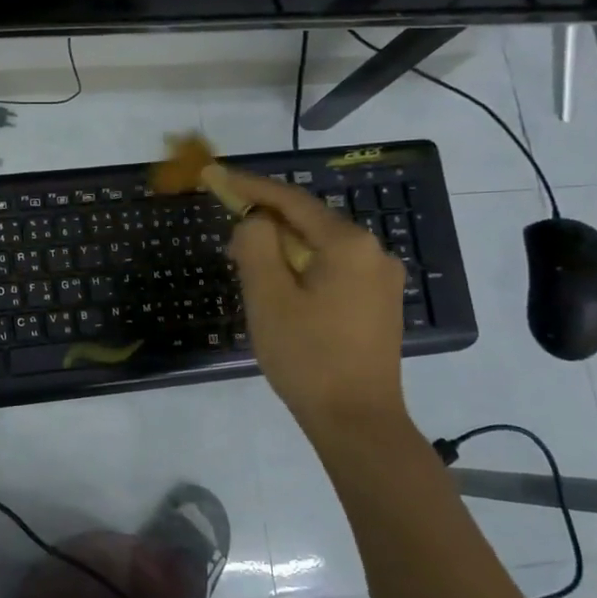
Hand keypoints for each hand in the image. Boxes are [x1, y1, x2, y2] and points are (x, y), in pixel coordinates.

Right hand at [226, 170, 414, 455]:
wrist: (357, 421)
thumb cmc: (307, 357)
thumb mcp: (268, 298)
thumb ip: (256, 246)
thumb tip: (255, 220)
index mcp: (348, 244)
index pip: (291, 200)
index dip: (250, 186)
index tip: (216, 176)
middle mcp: (373, 251)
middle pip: (307, 222)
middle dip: (265, 225)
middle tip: (228, 240)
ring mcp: (380, 278)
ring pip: (319, 247)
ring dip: (281, 250)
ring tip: (248, 270)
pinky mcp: (378, 302)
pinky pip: (332, 269)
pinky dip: (301, 269)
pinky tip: (281, 290)